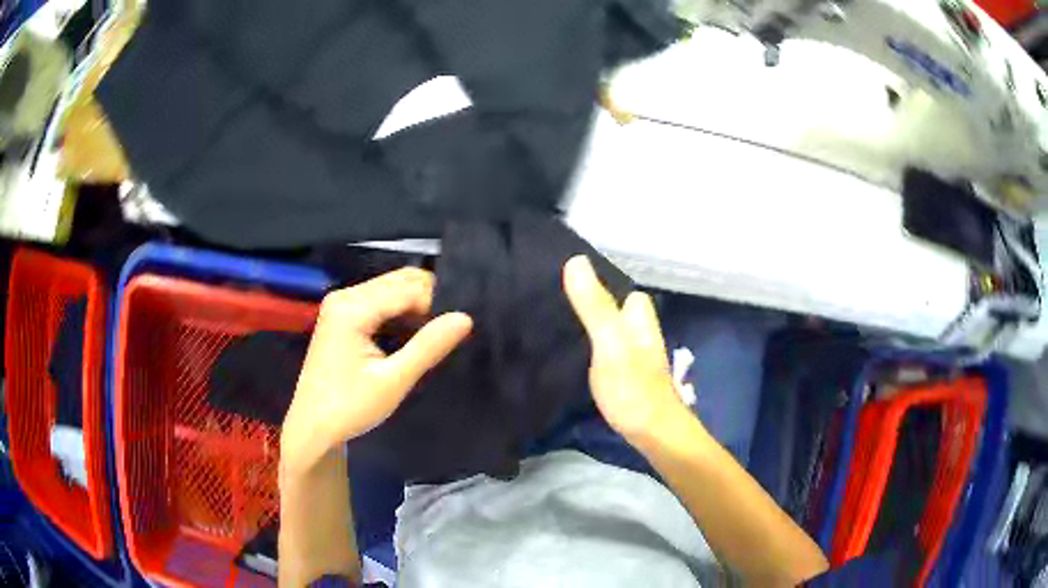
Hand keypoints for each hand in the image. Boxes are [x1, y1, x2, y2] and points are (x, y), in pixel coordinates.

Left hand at [281, 268, 471, 472]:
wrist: (312, 427)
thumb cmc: (350, 408)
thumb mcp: (393, 381)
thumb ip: (428, 347)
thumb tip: (465, 318)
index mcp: (352, 308)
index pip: (408, 289)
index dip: (437, 305)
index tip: (457, 329)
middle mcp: (345, 296)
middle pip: (399, 281)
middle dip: (428, 301)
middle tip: (448, 332)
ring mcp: (341, 304)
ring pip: (391, 289)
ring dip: (415, 306)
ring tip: (434, 335)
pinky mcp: (341, 315)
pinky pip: (379, 301)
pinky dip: (400, 312)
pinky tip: (412, 334)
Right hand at [564, 256, 686, 442]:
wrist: (653, 436)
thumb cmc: (634, 389)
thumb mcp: (611, 345)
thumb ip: (595, 307)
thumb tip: (576, 260)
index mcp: (639, 319)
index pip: (624, 290)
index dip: (601, 281)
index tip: (566, 276)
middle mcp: (639, 334)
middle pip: (616, 309)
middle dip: (591, 303)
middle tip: (552, 301)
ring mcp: (634, 357)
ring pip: (610, 330)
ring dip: (589, 325)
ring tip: (553, 322)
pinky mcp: (625, 377)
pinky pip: (605, 351)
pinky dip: (590, 347)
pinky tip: (569, 354)